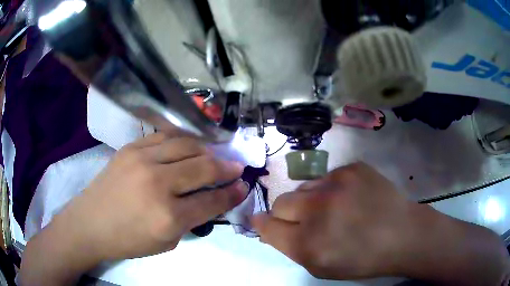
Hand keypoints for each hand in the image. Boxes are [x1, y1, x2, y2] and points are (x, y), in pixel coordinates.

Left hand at [21, 133, 248, 285]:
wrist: (90, 223)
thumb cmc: (128, 240)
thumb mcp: (166, 242)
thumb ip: (191, 220)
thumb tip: (213, 199)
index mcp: (168, 217)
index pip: (212, 201)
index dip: (232, 193)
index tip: (243, 186)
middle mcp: (158, 184)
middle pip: (204, 168)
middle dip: (227, 167)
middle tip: (237, 167)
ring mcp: (142, 160)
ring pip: (187, 146)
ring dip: (208, 150)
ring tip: (216, 154)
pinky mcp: (131, 148)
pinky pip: (165, 137)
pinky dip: (183, 140)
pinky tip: (191, 144)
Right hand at [253, 162, 413, 279]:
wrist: (403, 234)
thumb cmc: (363, 259)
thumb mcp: (321, 267)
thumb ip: (291, 248)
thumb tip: (268, 226)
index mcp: (308, 243)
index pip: (267, 226)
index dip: (263, 224)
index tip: (263, 222)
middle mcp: (318, 209)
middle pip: (280, 202)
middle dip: (286, 213)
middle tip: (306, 220)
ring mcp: (337, 183)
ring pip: (303, 187)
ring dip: (310, 200)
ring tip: (333, 209)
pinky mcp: (352, 168)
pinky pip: (327, 177)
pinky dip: (331, 189)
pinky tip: (350, 198)